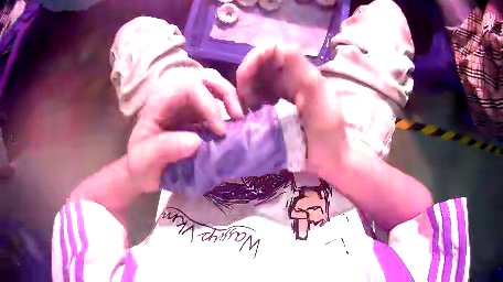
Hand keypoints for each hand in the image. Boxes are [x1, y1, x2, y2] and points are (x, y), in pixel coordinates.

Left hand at [128, 67, 243, 191]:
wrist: (144, 170)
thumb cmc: (141, 164)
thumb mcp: (144, 160)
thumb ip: (163, 149)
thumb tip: (195, 142)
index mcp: (159, 101)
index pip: (188, 86)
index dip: (208, 103)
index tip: (220, 132)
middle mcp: (175, 96)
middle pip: (204, 77)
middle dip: (225, 92)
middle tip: (239, 116)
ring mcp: (186, 103)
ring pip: (213, 85)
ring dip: (230, 98)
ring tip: (240, 119)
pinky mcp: (196, 113)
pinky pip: (216, 101)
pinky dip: (229, 108)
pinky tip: (235, 124)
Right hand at [236, 45, 347, 178]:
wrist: (331, 160)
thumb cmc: (328, 136)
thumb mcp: (319, 106)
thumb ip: (305, 77)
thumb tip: (283, 48)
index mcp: (304, 74)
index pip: (275, 50)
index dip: (256, 58)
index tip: (244, 80)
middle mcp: (294, 78)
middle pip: (262, 63)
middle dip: (247, 77)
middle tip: (244, 102)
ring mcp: (287, 91)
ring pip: (258, 79)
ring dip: (247, 90)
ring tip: (247, 111)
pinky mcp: (281, 105)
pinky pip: (260, 94)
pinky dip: (251, 101)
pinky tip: (253, 115)